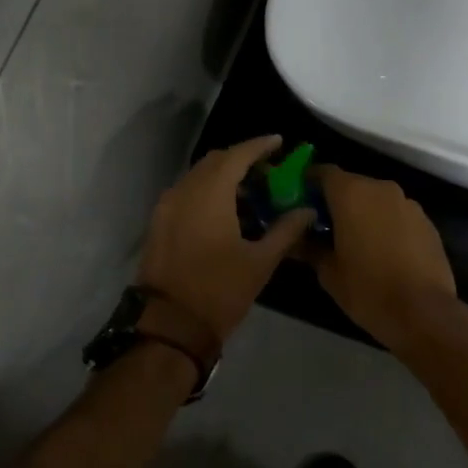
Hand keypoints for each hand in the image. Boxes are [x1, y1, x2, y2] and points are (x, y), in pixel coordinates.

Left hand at [136, 135, 313, 341]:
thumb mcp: (260, 262)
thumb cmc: (219, 290)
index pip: (237, 155)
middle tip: (268, 170)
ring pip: (198, 177)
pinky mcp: (159, 223)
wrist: (169, 325)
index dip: (259, 146)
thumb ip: (286, 230)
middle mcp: (184, 190)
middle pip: (215, 161)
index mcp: (210, 194)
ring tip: (251, 191)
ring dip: (223, 176)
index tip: (279, 142)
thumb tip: (307, 210)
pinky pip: (187, 193)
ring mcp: (167, 206)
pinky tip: (226, 211)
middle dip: (242, 159)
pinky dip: (207, 192)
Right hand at [311, 167, 456, 349]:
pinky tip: (382, 252)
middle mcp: (381, 189)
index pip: (324, 172)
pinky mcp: (427, 222)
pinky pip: (397, 215)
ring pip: (376, 200)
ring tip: (353, 242)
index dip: (309, 184)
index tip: (299, 202)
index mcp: (352, 193)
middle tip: (322, 227)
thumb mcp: (329, 272)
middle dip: (336, 201)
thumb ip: (309, 248)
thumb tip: (294, 239)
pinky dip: (385, 225)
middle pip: (352, 184)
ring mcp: (408, 204)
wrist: (424, 312)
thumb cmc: (368, 289)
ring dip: (363, 213)